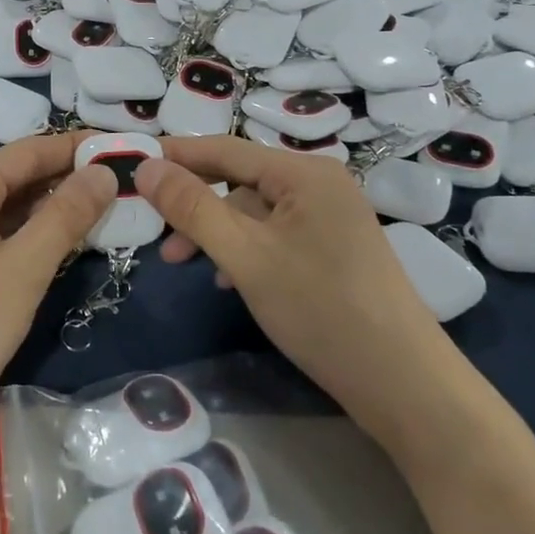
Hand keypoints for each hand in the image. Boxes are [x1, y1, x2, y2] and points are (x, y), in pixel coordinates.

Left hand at [0, 133, 113, 463]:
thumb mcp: (21, 272)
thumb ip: (65, 217)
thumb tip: (103, 172)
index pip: (30, 150)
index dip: (78, 147)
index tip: (126, 150)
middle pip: (17, 175)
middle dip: (69, 178)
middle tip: (126, 184)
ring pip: (6, 207)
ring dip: (52, 209)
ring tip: (106, 211)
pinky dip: (29, 235)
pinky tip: (61, 247)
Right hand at [135, 136, 438, 421]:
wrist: (404, 384)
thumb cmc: (320, 309)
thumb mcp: (245, 256)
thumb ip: (192, 208)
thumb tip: (146, 167)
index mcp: (304, 172)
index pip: (225, 149)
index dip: (176, 154)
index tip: (130, 161)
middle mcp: (320, 183)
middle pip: (239, 180)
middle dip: (194, 204)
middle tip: (152, 230)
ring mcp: (331, 217)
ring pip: (255, 212)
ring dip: (216, 232)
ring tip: (181, 264)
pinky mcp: (334, 248)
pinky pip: (275, 235)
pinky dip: (244, 250)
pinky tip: (226, 280)